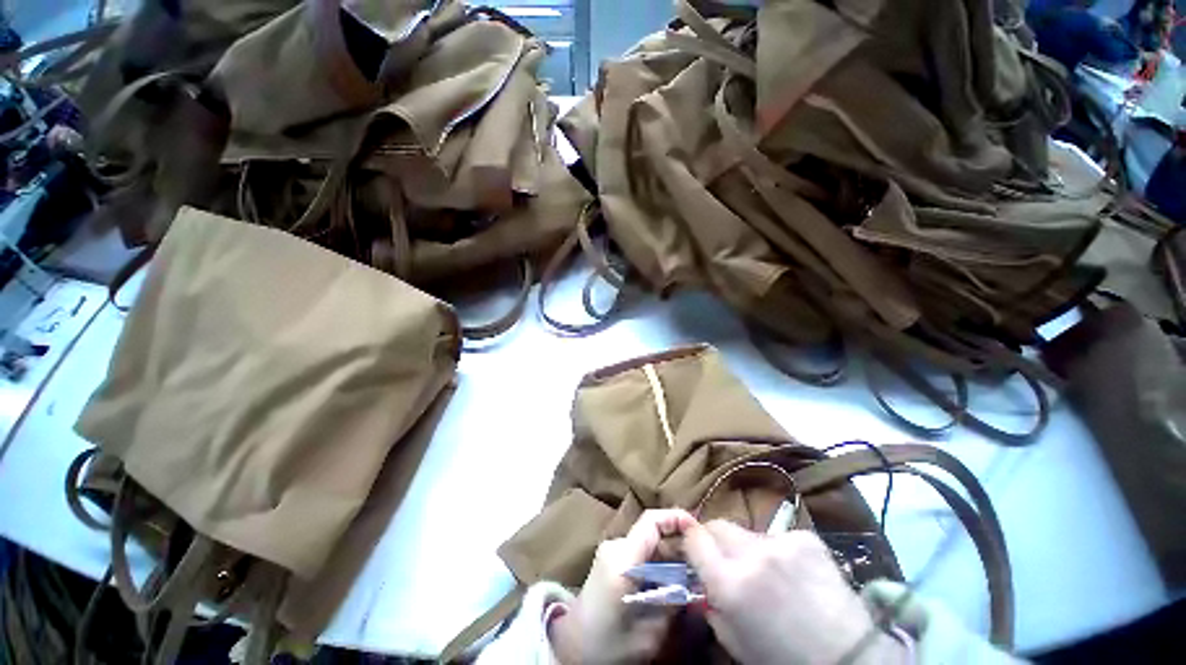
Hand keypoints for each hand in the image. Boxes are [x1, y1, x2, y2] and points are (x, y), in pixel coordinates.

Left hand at [550, 509, 696, 663]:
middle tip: (702, 563)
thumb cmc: (607, 644)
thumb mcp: (648, 634)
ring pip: (648, 543)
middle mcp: (615, 546)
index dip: (676, 518)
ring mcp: (611, 551)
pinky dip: (658, 563)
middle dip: (678, 544)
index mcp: (622, 559)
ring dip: (669, 556)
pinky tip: (670, 583)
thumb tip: (694, 583)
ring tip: (690, 576)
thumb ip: (672, 603)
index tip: (698, 530)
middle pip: (652, 532)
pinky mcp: (611, 559)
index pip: (651, 521)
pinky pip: (640, 552)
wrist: (571, 647)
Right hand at [684, 521, 907, 664]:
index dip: (692, 542)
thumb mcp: (735, 641)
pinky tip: (796, 574)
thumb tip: (700, 578)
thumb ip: (711, 605)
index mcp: (730, 583)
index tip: (696, 551)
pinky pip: (778, 536)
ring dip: (750, 548)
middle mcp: (752, 554)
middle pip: (718, 525)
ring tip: (771, 575)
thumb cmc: (784, 658)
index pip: (694, 538)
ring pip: (748, 532)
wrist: (850, 658)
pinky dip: (779, 551)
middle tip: (729, 562)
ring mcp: (781, 542)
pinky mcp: (806, 537)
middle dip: (717, 540)